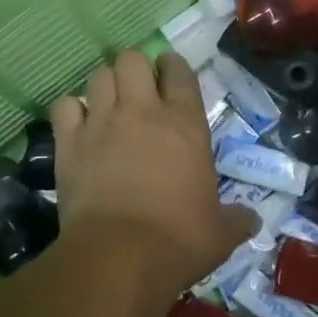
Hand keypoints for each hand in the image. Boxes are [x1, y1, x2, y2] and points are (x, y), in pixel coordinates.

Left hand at [51, 51, 257, 301]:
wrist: (121, 257)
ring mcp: (102, 122)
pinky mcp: (70, 142)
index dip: (173, 66)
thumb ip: (236, 220)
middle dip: (134, 68)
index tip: (170, 73)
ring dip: (104, 86)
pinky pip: (65, 106)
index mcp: (185, 123)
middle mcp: (142, 111)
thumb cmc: (179, 240)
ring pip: (98, 75)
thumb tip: (252, 221)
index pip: (179, 71)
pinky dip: (71, 111)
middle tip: (137, 89)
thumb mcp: (220, 233)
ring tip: (107, 105)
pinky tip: (77, 126)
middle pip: (132, 59)